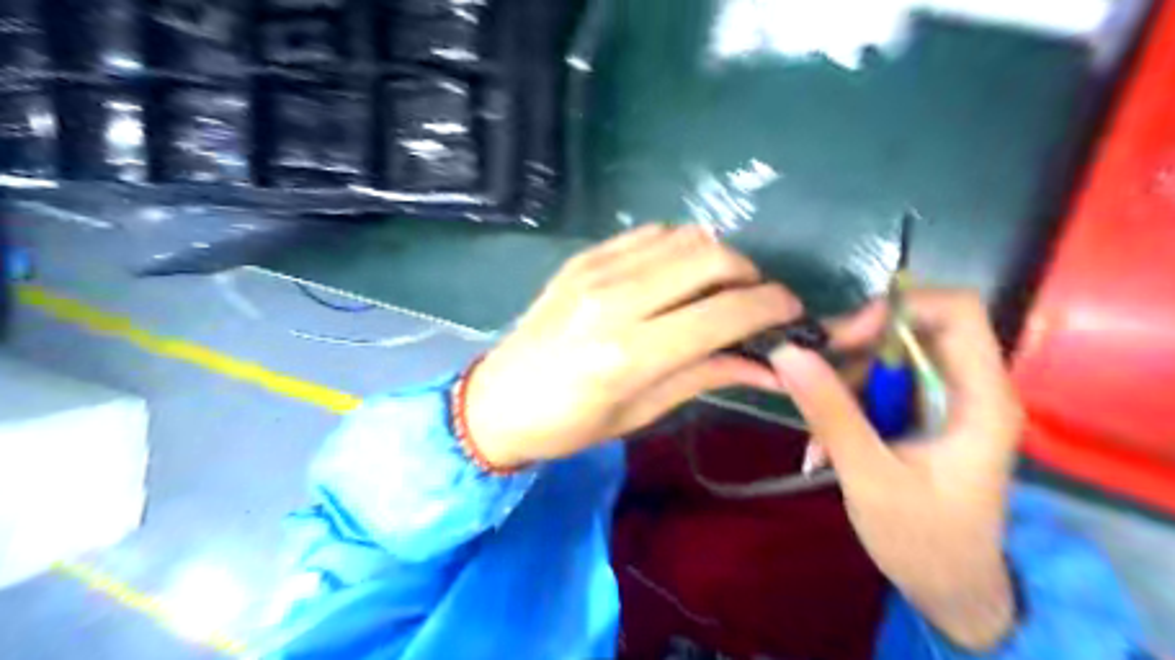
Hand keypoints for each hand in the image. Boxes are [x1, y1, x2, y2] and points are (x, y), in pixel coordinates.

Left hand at [464, 226, 803, 467]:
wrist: (498, 401)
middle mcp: (615, 300)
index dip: (772, 307)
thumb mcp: (642, 412)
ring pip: (684, 237)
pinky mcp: (583, 258)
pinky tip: (676, 275)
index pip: (724, 312)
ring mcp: (595, 271)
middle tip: (754, 303)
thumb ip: (707, 375)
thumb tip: (769, 364)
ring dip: (716, 258)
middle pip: (711, 257)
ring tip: (717, 289)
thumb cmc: (569, 425)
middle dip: (750, 275)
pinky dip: (678, 248)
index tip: (792, 313)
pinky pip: (649, 234)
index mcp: (629, 353)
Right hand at [774, 290, 1020, 649]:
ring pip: (886, 356)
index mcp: (979, 399)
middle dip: (853, 346)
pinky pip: (877, 385)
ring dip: (841, 381)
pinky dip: (844, 402)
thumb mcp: (870, 478)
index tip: (842, 339)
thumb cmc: (924, 541)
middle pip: (911, 328)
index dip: (895, 309)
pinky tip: (824, 442)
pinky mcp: (921, 415)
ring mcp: (943, 401)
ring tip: (815, 429)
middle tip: (806, 371)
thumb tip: (786, 353)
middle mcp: (968, 388)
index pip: (956, 312)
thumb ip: (831, 412)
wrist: (950, 589)